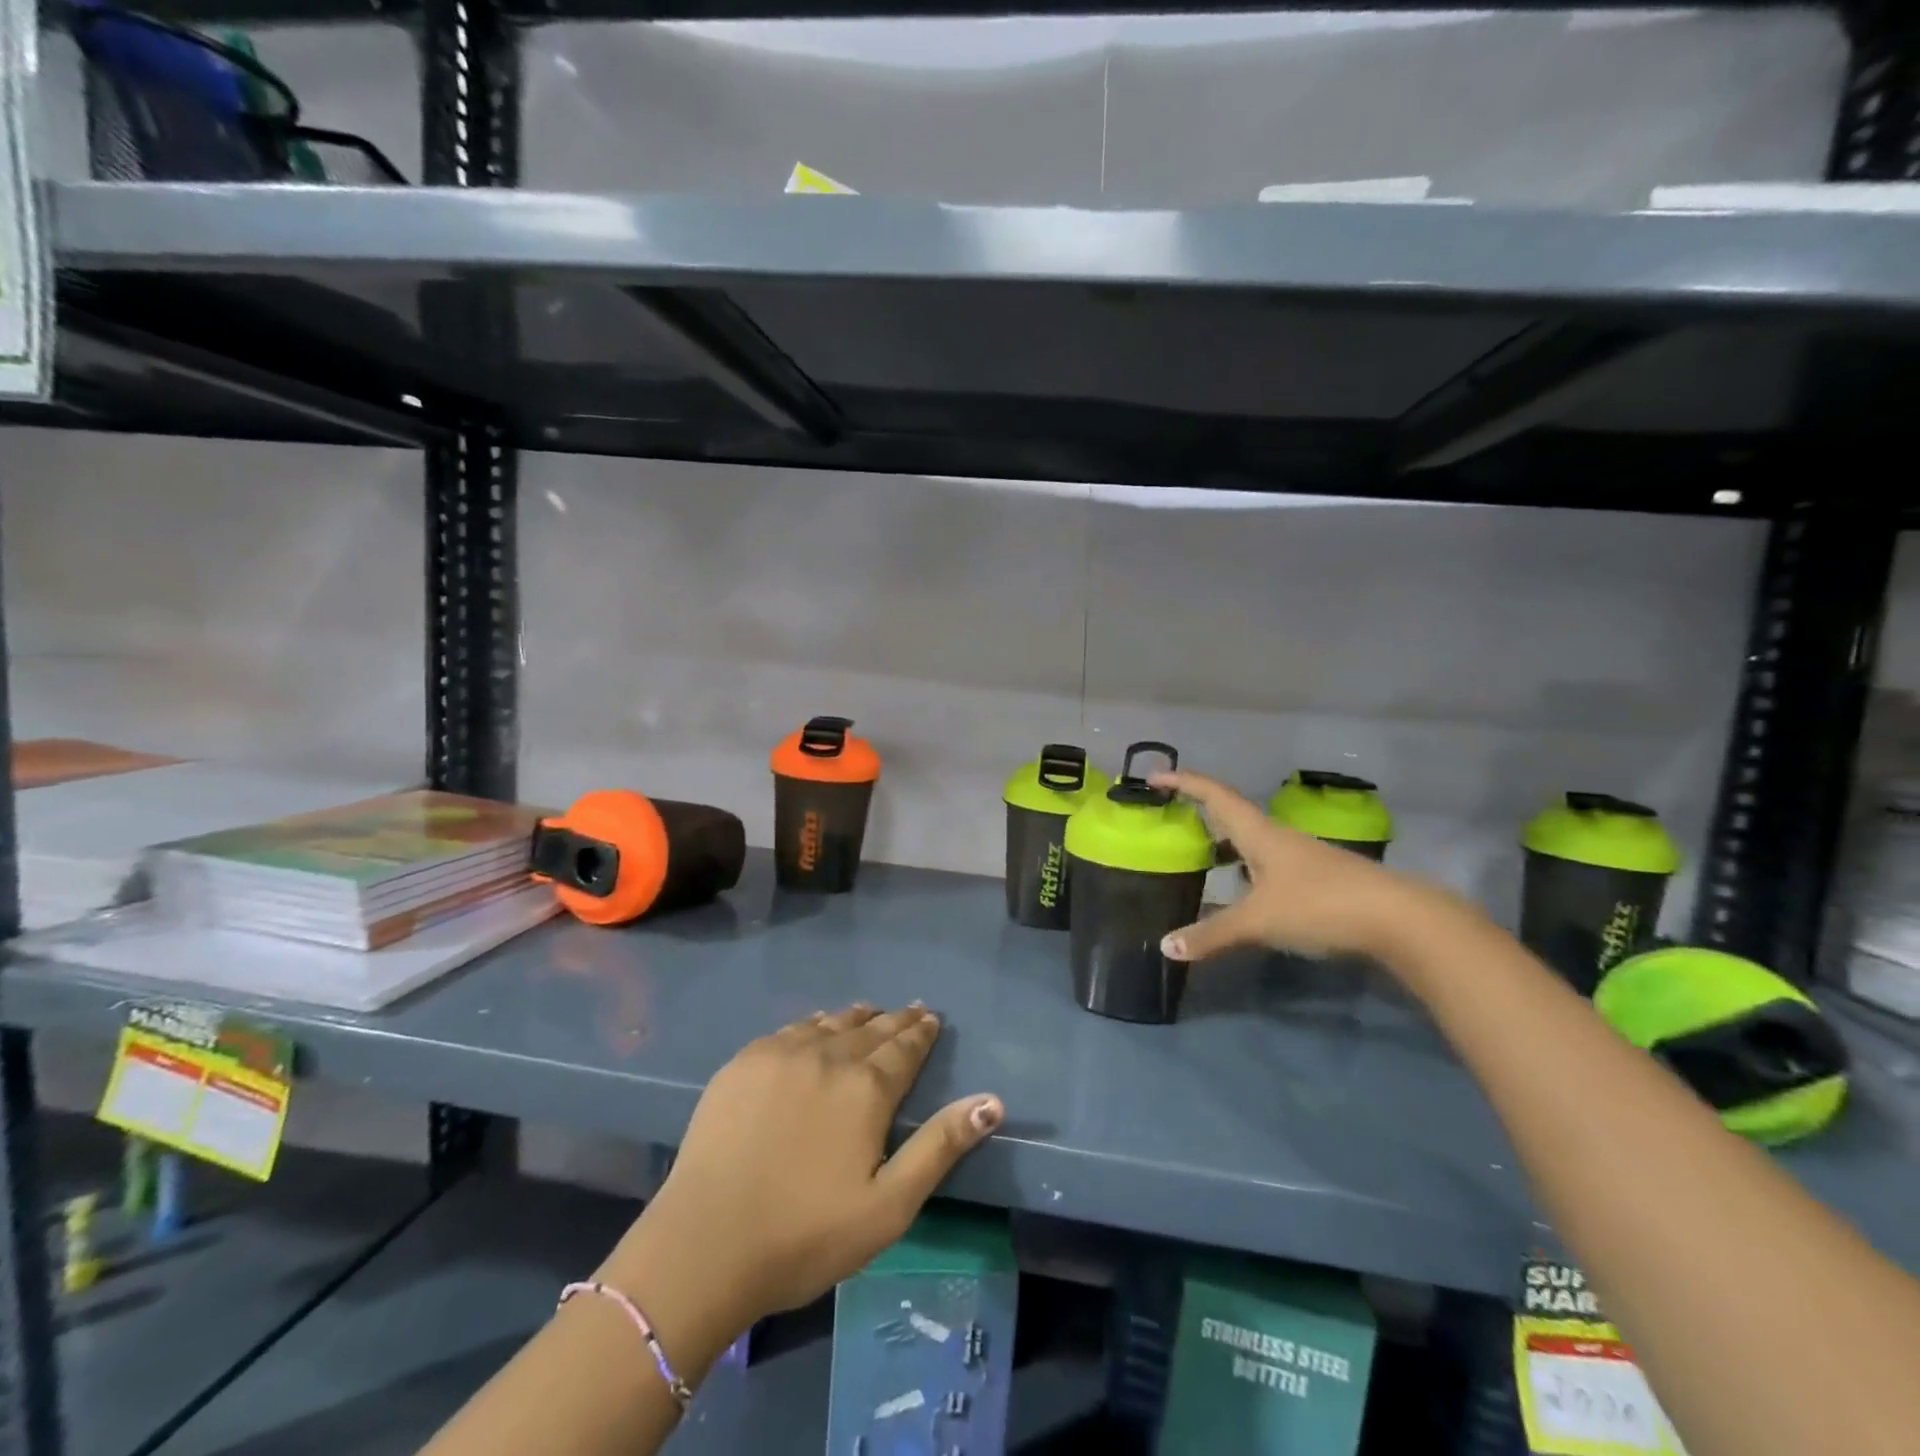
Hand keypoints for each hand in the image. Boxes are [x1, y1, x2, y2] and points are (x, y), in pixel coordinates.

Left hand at [597, 1004, 1002, 1374]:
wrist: (704, 1244)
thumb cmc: (805, 1235)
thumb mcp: (889, 1206)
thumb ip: (940, 1147)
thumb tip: (992, 1101)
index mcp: (866, 1088)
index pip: (904, 1048)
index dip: (921, 1032)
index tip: (931, 1017)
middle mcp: (827, 1056)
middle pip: (870, 1029)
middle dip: (894, 1020)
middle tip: (910, 1010)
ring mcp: (780, 1054)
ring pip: (829, 1023)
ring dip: (854, 1017)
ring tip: (869, 1011)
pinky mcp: (743, 1063)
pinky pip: (790, 1030)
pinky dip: (813, 1024)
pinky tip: (815, 1027)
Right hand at [1150, 769, 1428, 962]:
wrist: (1399, 919)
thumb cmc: (1319, 904)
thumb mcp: (1259, 920)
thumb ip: (1212, 934)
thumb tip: (1166, 947)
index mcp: (1258, 833)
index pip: (1214, 795)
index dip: (1184, 783)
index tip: (1156, 777)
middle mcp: (1278, 837)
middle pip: (1232, 814)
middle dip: (1200, 811)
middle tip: (1171, 818)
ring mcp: (1301, 857)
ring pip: (1252, 842)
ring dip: (1224, 843)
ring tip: (1199, 856)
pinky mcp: (1318, 878)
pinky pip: (1268, 864)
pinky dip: (1245, 868)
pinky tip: (1242, 891)